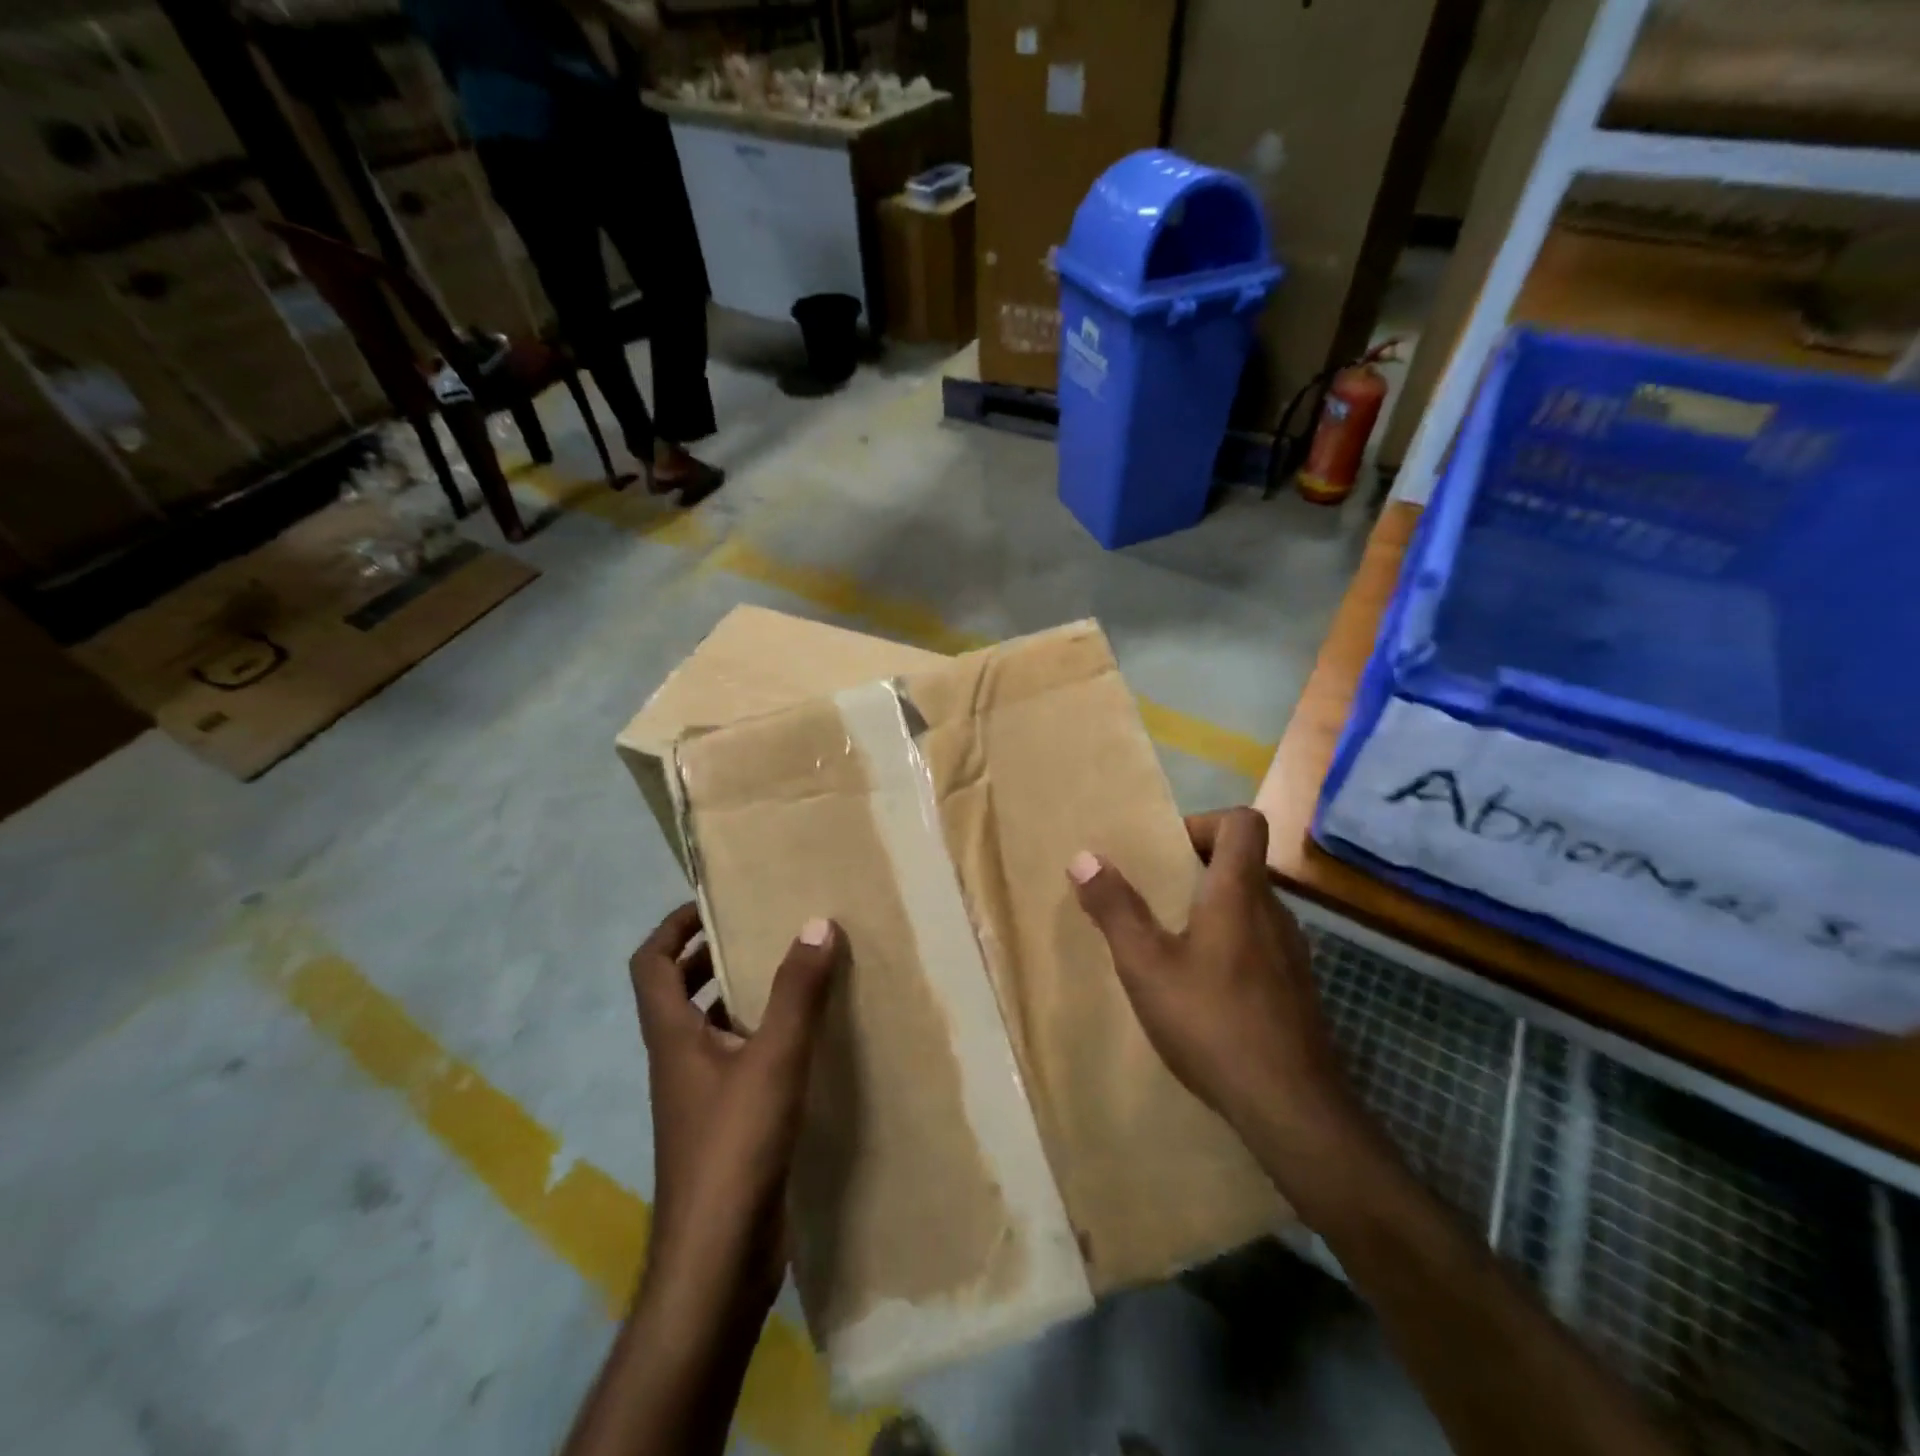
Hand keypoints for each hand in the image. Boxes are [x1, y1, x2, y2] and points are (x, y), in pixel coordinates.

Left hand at [628, 904, 840, 1321]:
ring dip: (740, 995)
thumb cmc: (734, 1147)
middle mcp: (678, 1060)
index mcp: (673, 1037)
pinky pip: (739, 1061)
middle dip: (711, 955)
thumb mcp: (773, 1059)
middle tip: (760, 929)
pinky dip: (762, 1037)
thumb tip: (816, 923)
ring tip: (791, 970)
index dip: (673, 926)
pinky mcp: (727, 1124)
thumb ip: (796, 992)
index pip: (650, 964)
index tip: (713, 902)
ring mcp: (700, 1096)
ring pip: (712, 1027)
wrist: (718, 1259)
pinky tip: (806, 1038)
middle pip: (678, 992)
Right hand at [1067, 808, 1361, 1195]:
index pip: (1242, 822)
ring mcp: (1291, 953)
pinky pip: (1260, 942)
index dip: (1204, 822)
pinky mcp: (1296, 989)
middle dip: (1197, 867)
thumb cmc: (1212, 1022)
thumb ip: (1114, 909)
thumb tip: (1083, 857)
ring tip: (1171, 942)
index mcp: (1240, 893)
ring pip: (1251, 905)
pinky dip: (1230, 943)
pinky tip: (1202, 988)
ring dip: (1212, 907)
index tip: (1167, 852)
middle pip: (1244, 862)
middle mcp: (1274, 912)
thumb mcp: (1146, 965)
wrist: (1292, 1107)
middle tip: (1155, 896)